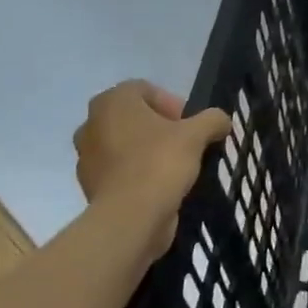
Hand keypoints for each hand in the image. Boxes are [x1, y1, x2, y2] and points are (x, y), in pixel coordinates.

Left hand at [73, 81, 229, 249]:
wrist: (130, 217)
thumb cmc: (160, 163)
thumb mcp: (197, 135)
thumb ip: (212, 120)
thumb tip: (221, 120)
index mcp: (112, 102)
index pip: (144, 90)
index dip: (171, 103)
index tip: (189, 124)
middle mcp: (91, 123)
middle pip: (133, 117)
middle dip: (159, 127)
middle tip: (183, 143)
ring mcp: (87, 156)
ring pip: (124, 144)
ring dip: (147, 150)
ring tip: (174, 166)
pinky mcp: (90, 185)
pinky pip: (119, 170)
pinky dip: (137, 173)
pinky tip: (159, 186)